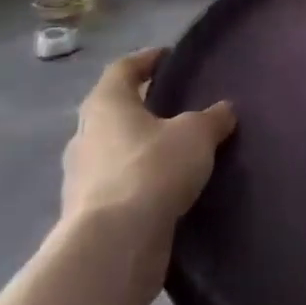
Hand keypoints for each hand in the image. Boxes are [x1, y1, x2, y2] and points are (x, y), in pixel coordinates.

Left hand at [59, 48, 236, 304]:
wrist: (114, 246)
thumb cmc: (152, 170)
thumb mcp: (196, 134)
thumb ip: (212, 118)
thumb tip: (224, 110)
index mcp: (106, 105)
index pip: (123, 69)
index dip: (146, 60)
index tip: (169, 57)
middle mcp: (86, 136)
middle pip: (115, 111)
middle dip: (145, 108)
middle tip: (179, 106)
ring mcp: (82, 178)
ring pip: (116, 151)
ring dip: (142, 148)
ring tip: (180, 151)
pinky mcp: (89, 215)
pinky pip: (119, 186)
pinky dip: (141, 183)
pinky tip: (169, 189)